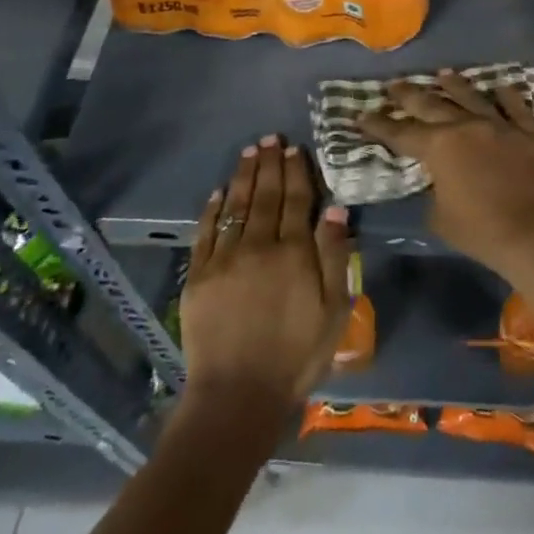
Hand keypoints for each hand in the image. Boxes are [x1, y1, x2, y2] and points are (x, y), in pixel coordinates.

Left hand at [182, 136, 351, 405]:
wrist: (238, 394)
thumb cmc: (296, 355)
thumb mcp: (333, 310)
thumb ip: (334, 257)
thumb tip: (335, 210)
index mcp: (294, 252)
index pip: (297, 200)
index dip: (296, 172)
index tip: (294, 148)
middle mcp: (259, 245)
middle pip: (266, 195)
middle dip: (269, 164)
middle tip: (269, 138)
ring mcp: (225, 259)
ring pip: (236, 206)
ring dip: (243, 176)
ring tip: (249, 151)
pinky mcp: (198, 276)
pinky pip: (205, 233)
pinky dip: (212, 209)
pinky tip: (217, 192)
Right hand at [358, 70, 533, 307]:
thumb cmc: (482, 231)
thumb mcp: (441, 217)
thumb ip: (434, 191)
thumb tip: (439, 180)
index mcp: (438, 147)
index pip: (400, 133)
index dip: (379, 125)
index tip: (362, 115)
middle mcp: (466, 126)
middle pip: (431, 104)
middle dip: (408, 95)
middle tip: (392, 85)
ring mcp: (499, 125)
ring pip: (472, 97)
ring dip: (454, 85)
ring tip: (442, 74)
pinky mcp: (529, 132)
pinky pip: (516, 107)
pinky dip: (507, 96)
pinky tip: (500, 86)